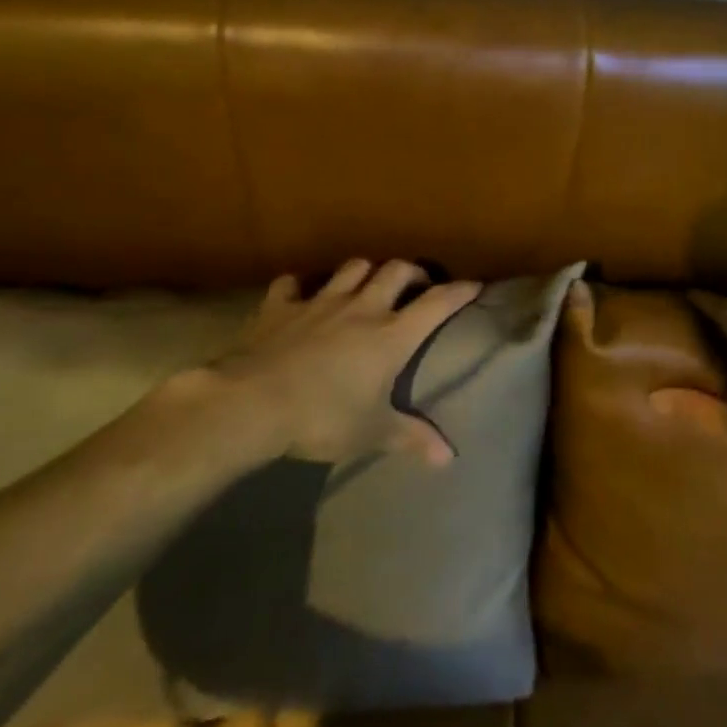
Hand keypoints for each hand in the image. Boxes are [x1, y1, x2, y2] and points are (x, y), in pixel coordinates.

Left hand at [159, 260, 480, 466]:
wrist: (252, 403)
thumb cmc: (322, 417)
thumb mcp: (372, 432)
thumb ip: (411, 437)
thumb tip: (449, 458)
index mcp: (390, 335)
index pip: (436, 303)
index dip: (458, 292)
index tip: (474, 285)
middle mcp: (362, 308)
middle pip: (396, 271)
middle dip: (412, 272)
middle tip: (417, 284)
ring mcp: (320, 302)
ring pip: (352, 268)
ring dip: (365, 271)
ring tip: (368, 284)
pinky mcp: (281, 306)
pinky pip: (293, 284)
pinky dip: (300, 286)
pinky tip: (301, 295)